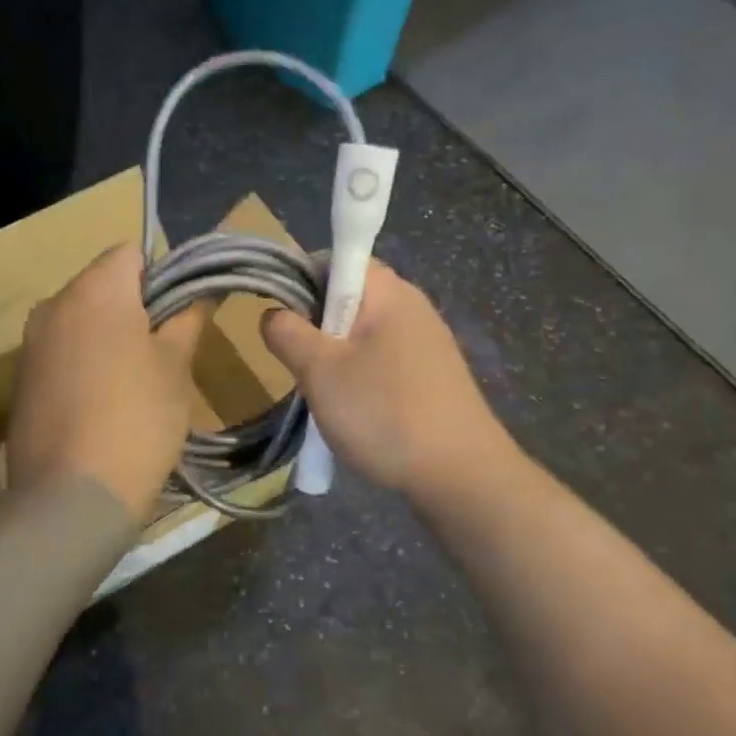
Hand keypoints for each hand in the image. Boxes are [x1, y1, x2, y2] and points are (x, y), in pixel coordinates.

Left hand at [8, 244, 208, 520]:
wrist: (72, 497)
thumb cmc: (136, 420)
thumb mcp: (175, 367)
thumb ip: (188, 319)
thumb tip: (203, 291)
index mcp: (94, 290)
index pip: (130, 253)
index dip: (163, 275)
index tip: (182, 313)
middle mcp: (53, 305)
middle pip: (103, 285)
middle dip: (136, 307)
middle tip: (168, 350)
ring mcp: (30, 344)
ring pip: (81, 320)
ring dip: (110, 336)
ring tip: (138, 381)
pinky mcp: (21, 379)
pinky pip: (62, 351)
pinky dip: (85, 362)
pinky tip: (104, 403)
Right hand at [261, 261, 506, 498]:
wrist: (461, 476)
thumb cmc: (384, 412)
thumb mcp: (320, 371)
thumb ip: (288, 333)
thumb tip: (274, 314)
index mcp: (389, 291)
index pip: (337, 258)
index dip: (302, 279)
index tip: (285, 318)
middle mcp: (412, 306)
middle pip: (348, 298)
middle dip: (316, 326)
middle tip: (301, 364)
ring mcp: (427, 343)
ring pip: (363, 334)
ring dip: (336, 358)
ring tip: (326, 395)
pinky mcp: (434, 376)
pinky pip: (383, 362)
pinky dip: (362, 379)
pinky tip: (358, 413)